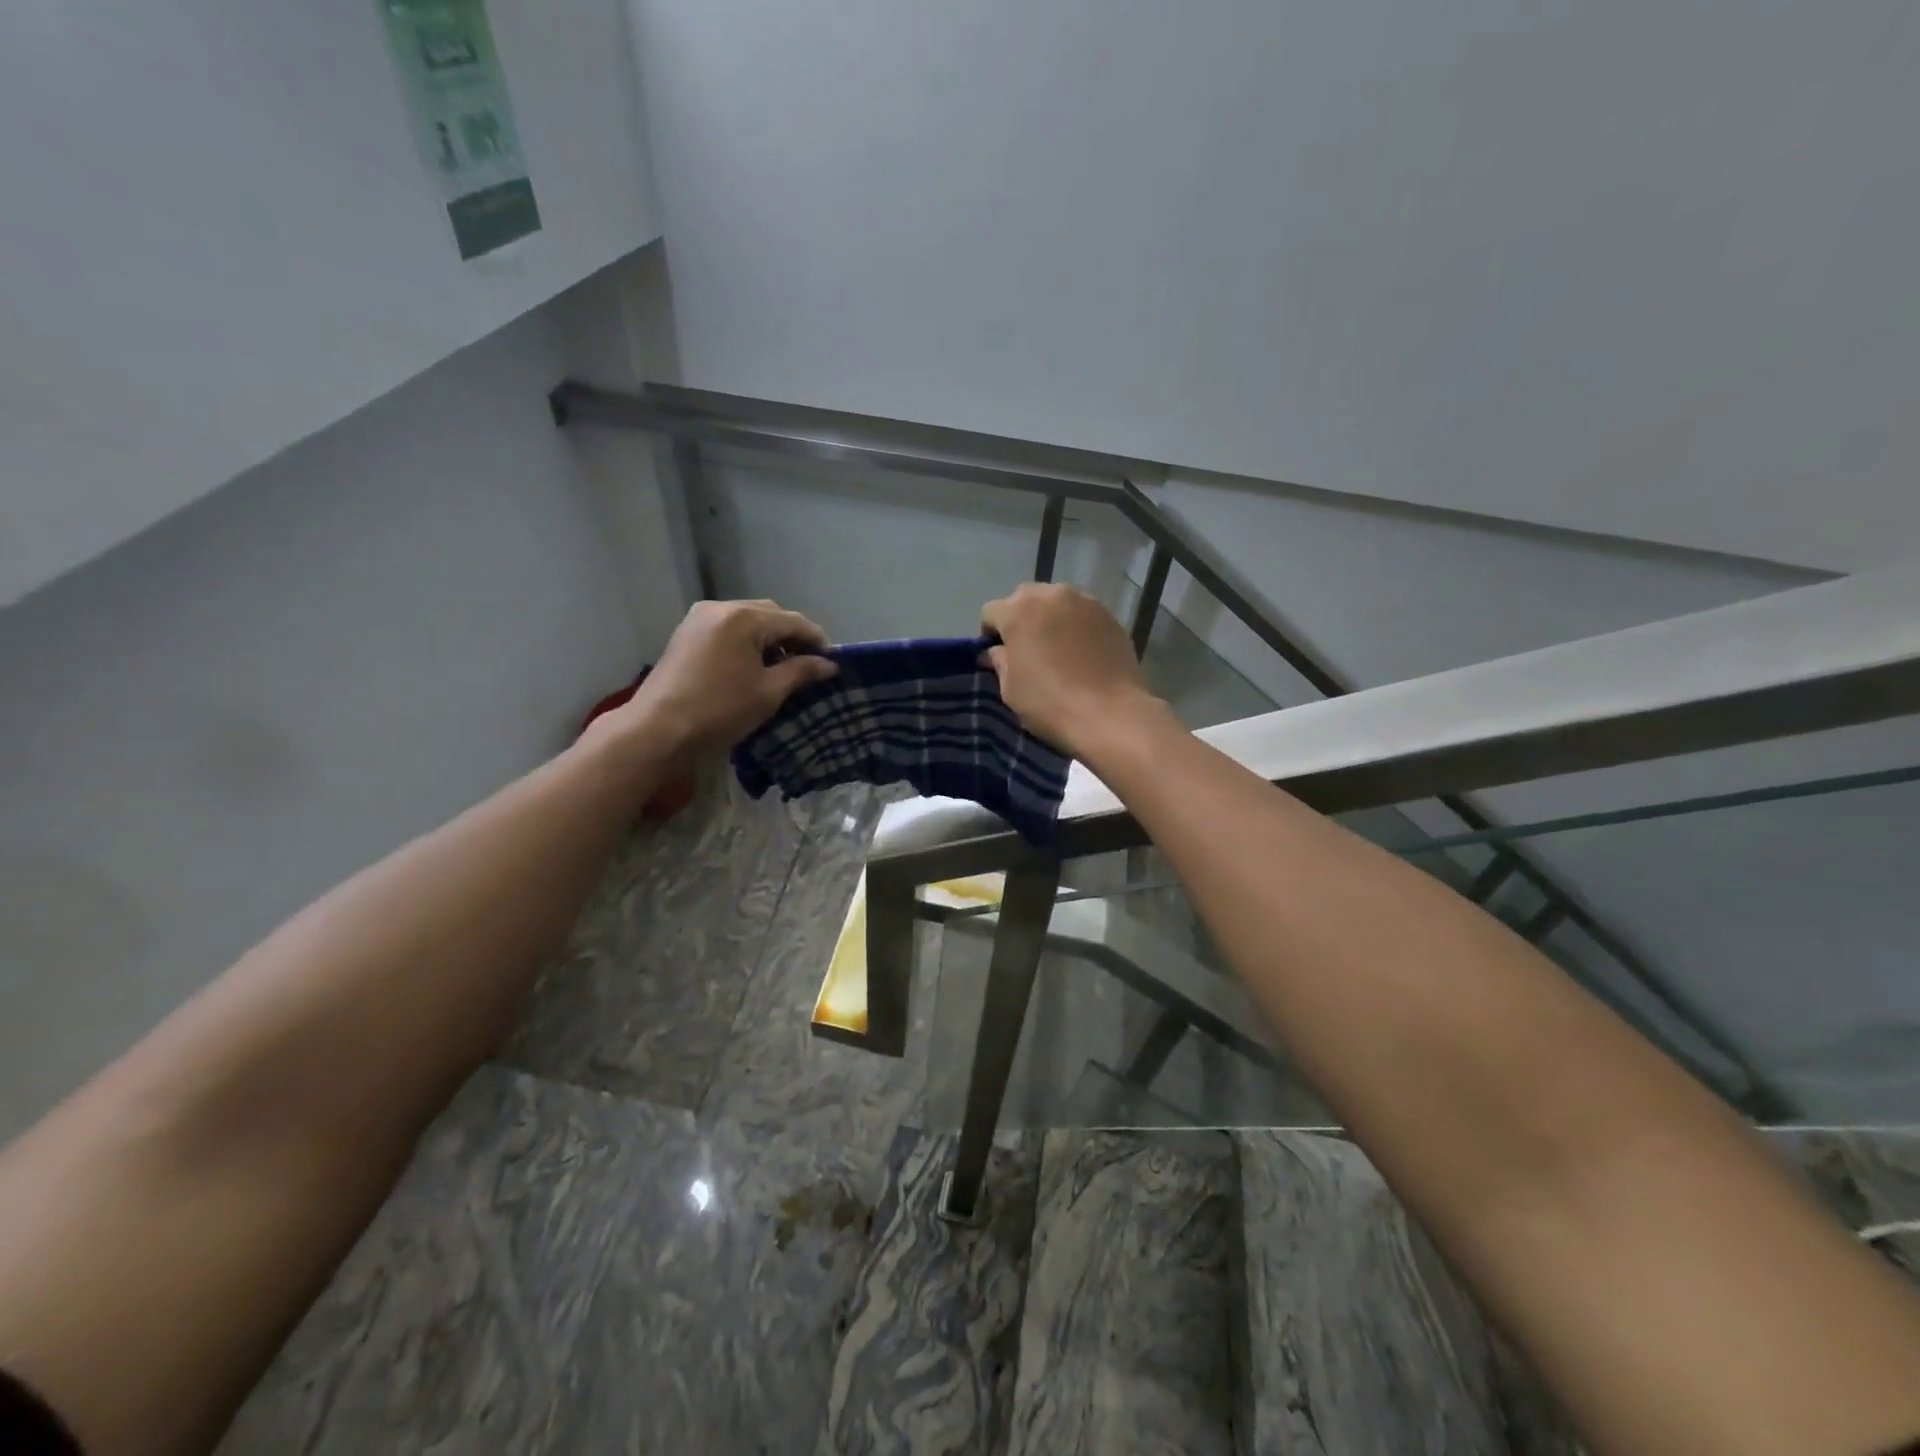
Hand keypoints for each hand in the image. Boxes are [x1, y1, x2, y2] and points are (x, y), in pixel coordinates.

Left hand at [595, 599, 837, 759]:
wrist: (657, 729)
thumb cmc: (719, 710)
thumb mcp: (768, 692)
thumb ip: (801, 671)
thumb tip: (829, 665)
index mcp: (744, 617)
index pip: (793, 621)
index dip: (817, 640)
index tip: (832, 663)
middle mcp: (721, 607)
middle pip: (770, 614)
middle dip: (792, 636)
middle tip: (808, 664)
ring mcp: (699, 618)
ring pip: (747, 620)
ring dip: (769, 638)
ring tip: (782, 667)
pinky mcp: (687, 633)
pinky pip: (728, 628)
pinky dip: (746, 641)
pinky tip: (753, 665)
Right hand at [980, 584, 1161, 755]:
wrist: (1110, 715)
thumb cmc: (1049, 703)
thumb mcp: (1010, 688)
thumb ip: (1000, 661)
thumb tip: (997, 651)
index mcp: (1018, 611)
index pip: (991, 612)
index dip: (989, 634)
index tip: (996, 656)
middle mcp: (1051, 595)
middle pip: (1025, 598)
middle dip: (1020, 618)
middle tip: (1025, 648)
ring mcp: (1085, 602)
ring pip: (1057, 602)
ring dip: (1050, 618)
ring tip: (1056, 649)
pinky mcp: (1110, 616)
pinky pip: (1083, 615)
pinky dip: (1076, 627)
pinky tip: (1081, 653)